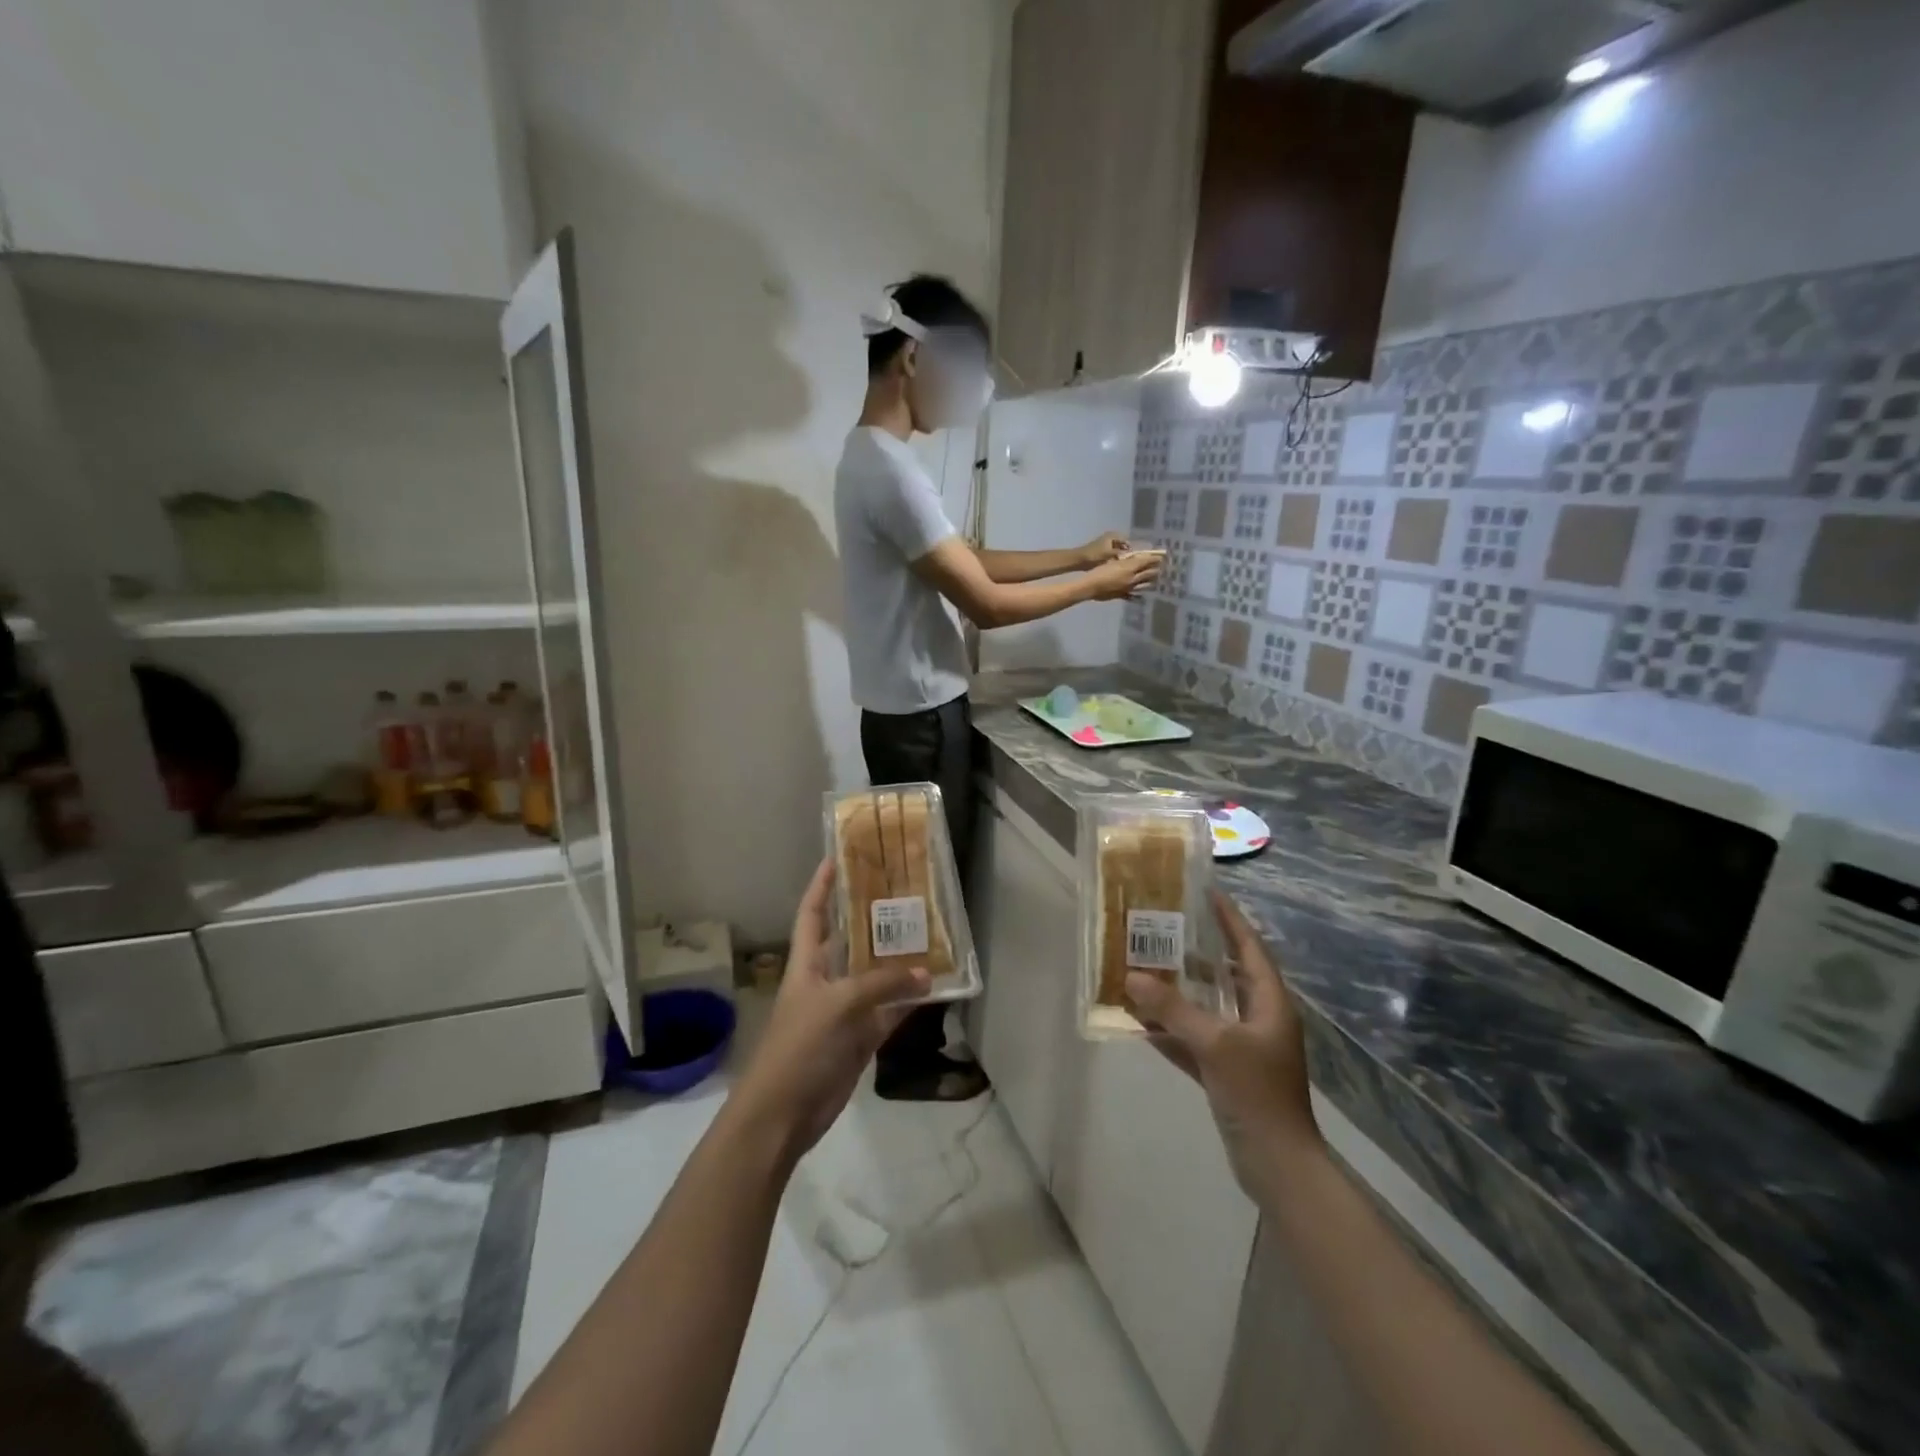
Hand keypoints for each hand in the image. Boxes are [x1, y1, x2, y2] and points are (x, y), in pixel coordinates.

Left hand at [728, 858, 928, 1161]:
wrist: (783, 1113)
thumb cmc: (799, 1046)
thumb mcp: (838, 1005)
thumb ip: (882, 986)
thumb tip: (925, 974)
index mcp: (807, 963)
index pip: (813, 914)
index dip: (822, 886)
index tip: (838, 857)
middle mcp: (827, 979)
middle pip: (851, 941)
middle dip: (873, 918)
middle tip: (905, 891)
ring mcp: (846, 1010)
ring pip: (877, 976)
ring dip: (899, 961)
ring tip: (930, 931)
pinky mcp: (861, 1037)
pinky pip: (891, 1011)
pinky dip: (910, 1001)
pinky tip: (936, 986)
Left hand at [1078, 531, 1130, 569]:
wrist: (1080, 559)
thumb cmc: (1095, 555)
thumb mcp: (1110, 554)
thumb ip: (1122, 553)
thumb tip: (1131, 555)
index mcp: (1113, 535)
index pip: (1126, 540)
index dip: (1130, 548)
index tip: (1133, 557)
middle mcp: (1110, 537)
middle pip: (1122, 544)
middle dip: (1125, 552)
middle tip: (1128, 561)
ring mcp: (1105, 543)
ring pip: (1116, 549)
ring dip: (1119, 555)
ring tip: (1121, 564)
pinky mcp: (1101, 549)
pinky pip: (1111, 552)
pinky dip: (1113, 557)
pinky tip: (1114, 564)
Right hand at [1086, 550, 1161, 600]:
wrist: (1090, 586)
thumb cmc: (1099, 571)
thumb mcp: (1112, 561)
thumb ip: (1125, 561)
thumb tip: (1133, 559)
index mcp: (1130, 568)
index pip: (1146, 561)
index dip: (1154, 558)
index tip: (1162, 556)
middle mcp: (1132, 578)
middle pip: (1148, 574)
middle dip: (1156, 570)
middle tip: (1161, 567)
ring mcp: (1128, 588)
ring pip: (1144, 585)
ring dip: (1150, 582)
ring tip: (1155, 580)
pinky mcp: (1123, 595)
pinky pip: (1133, 596)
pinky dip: (1138, 595)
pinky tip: (1141, 596)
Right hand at [1126, 890, 1321, 1197]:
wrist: (1277, 1165)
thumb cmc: (1256, 1093)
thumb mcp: (1214, 1044)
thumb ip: (1172, 1010)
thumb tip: (1132, 977)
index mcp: (1270, 1003)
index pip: (1248, 948)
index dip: (1229, 919)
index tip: (1205, 892)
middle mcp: (1258, 1018)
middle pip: (1225, 974)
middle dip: (1195, 952)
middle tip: (1162, 928)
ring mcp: (1243, 1047)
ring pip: (1207, 1007)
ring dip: (1179, 991)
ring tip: (1145, 966)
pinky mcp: (1227, 1072)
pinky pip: (1195, 1039)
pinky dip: (1172, 1030)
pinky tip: (1140, 1021)